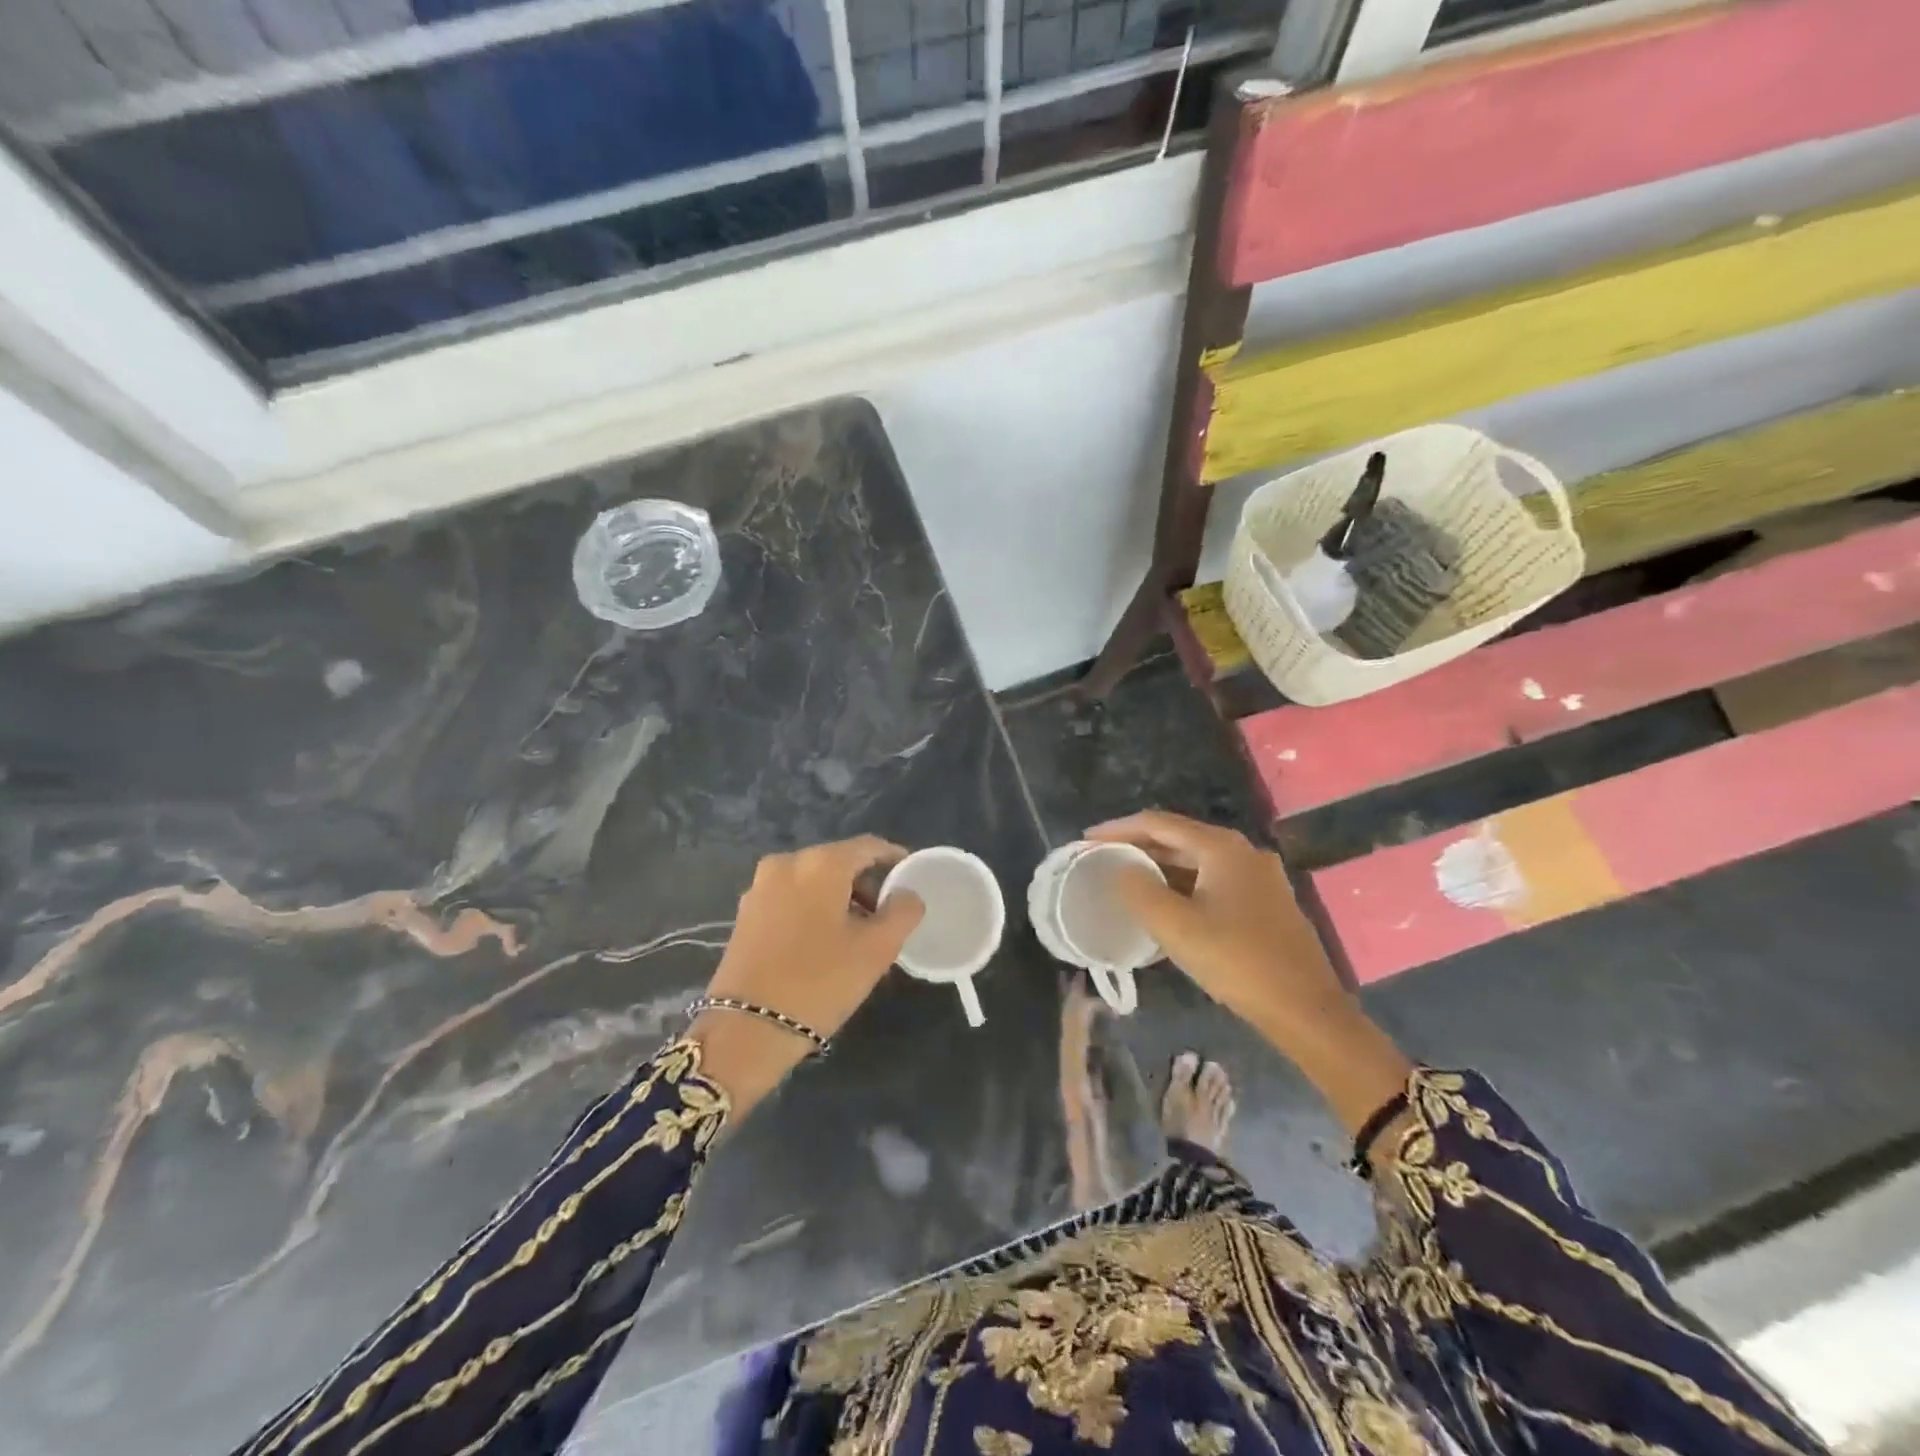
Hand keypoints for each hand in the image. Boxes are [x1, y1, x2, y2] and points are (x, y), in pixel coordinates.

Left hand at [692, 836, 923, 1115]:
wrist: (746, 1029)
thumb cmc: (820, 981)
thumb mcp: (877, 948)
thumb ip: (902, 911)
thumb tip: (907, 894)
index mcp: (821, 863)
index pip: (869, 846)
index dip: (894, 858)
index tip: (911, 879)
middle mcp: (787, 863)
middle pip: (839, 862)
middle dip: (866, 884)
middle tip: (886, 916)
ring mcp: (760, 887)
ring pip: (813, 881)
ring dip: (839, 899)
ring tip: (858, 934)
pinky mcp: (745, 913)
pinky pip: (791, 898)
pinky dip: (813, 909)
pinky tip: (824, 942)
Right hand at [1087, 811, 1410, 1135]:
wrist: (1307, 1010)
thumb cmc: (1237, 962)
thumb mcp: (1176, 927)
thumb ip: (1140, 891)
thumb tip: (1122, 869)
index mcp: (1221, 848)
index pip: (1158, 824)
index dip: (1118, 828)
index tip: (1085, 840)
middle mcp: (1243, 852)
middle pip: (1179, 838)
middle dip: (1138, 846)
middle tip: (1102, 858)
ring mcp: (1260, 877)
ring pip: (1198, 862)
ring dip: (1160, 867)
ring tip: (1126, 879)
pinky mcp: (1266, 902)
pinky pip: (1213, 881)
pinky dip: (1183, 885)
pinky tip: (1167, 905)